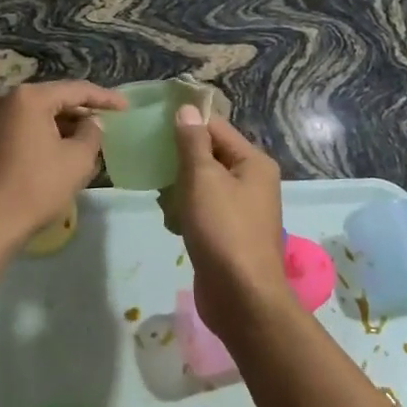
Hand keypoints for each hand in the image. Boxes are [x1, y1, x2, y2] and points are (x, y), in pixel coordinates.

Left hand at [0, 80, 125, 247]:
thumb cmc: (37, 187)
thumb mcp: (77, 159)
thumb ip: (92, 133)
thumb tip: (92, 122)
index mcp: (29, 98)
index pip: (76, 89)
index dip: (104, 97)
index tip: (126, 107)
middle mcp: (7, 100)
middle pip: (54, 99)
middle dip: (82, 112)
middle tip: (108, 123)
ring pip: (39, 115)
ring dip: (65, 126)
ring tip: (90, 141)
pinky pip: (25, 129)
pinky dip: (46, 135)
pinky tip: (64, 151)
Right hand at [171, 106, 294, 333]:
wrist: (241, 297)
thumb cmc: (223, 230)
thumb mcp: (203, 179)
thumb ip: (192, 143)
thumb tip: (187, 109)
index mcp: (253, 162)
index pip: (216, 127)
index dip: (186, 124)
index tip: (153, 125)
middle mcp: (252, 181)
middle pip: (208, 156)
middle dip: (180, 163)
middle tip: (154, 168)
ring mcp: (241, 210)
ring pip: (202, 185)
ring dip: (179, 192)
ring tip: (166, 204)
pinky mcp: (228, 234)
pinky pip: (203, 211)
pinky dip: (187, 215)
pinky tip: (174, 226)